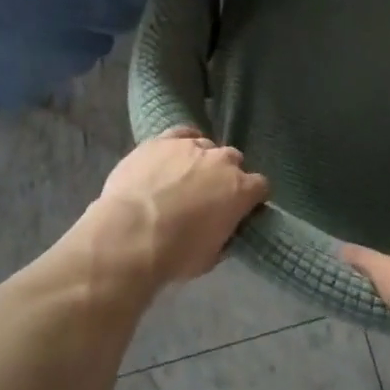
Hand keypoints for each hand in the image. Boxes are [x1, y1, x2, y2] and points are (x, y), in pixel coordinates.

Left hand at [95, 127, 269, 286]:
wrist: (130, 234)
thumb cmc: (175, 254)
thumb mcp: (211, 256)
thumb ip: (223, 235)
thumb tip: (222, 228)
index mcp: (240, 190)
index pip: (260, 186)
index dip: (251, 198)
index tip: (241, 210)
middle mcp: (221, 161)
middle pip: (234, 161)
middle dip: (226, 176)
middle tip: (209, 196)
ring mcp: (190, 146)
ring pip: (206, 146)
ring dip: (201, 160)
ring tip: (183, 178)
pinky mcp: (162, 141)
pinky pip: (181, 133)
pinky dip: (182, 142)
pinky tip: (174, 154)